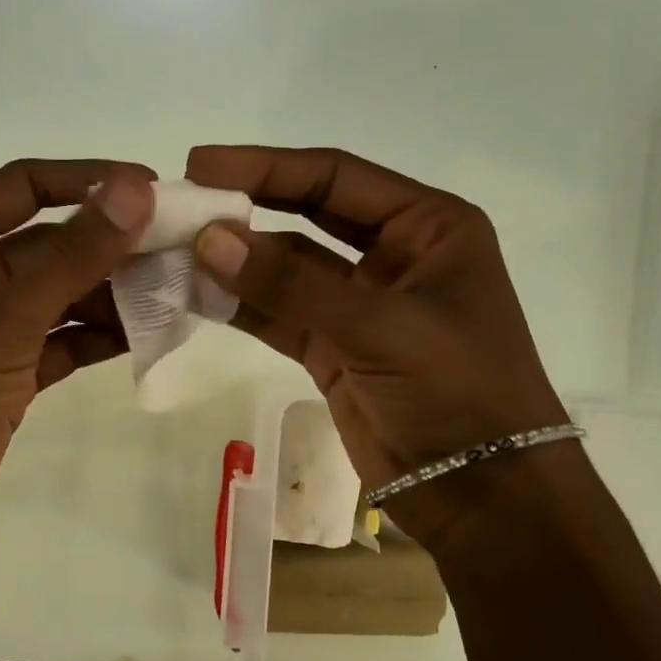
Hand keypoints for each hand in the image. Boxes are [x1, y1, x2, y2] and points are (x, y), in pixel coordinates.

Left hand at [0, 160, 155, 554]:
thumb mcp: (5, 318)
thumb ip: (74, 255)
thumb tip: (136, 190)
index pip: (25, 185)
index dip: (87, 178)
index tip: (149, 187)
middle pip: (54, 240)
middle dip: (112, 241)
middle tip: (179, 244)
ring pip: (65, 291)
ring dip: (114, 290)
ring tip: (174, 289)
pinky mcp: (13, 369)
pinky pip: (66, 337)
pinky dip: (102, 334)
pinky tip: (149, 332)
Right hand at [185, 145, 569, 541]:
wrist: (485, 496)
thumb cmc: (457, 392)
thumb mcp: (379, 326)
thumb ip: (291, 282)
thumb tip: (209, 239)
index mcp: (428, 226)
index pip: (335, 177)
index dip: (265, 166)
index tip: (200, 165)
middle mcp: (394, 253)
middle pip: (307, 212)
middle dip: (247, 205)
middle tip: (182, 201)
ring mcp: (361, 303)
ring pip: (287, 266)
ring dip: (237, 259)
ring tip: (175, 250)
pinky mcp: (334, 347)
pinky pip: (279, 312)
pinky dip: (241, 303)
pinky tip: (197, 294)